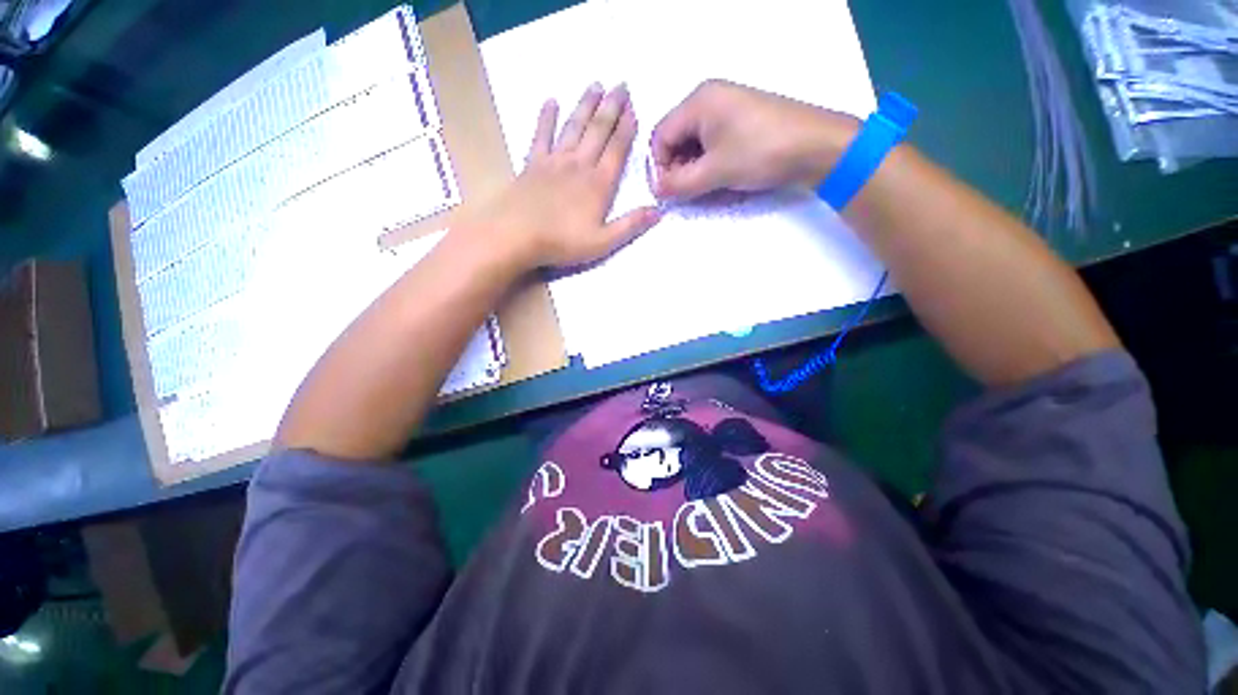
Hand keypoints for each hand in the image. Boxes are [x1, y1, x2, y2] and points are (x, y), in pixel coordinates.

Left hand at [460, 83, 660, 270]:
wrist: (516, 235)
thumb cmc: (562, 242)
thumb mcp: (603, 242)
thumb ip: (630, 225)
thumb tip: (658, 211)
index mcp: (598, 185)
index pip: (617, 151)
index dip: (627, 129)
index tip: (634, 107)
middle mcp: (579, 166)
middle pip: (598, 131)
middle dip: (611, 107)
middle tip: (621, 84)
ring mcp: (554, 162)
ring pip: (574, 127)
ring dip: (586, 105)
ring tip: (596, 85)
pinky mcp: (532, 164)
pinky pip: (541, 135)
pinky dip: (546, 118)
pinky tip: (551, 101)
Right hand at [650, 80, 860, 199]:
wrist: (816, 146)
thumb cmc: (760, 153)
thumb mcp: (714, 172)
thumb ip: (679, 184)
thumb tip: (656, 191)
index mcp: (698, 102)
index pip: (661, 137)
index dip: (659, 168)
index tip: (669, 193)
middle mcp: (709, 99)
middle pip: (676, 139)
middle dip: (678, 169)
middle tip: (689, 192)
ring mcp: (727, 108)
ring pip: (694, 144)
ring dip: (694, 169)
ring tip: (709, 186)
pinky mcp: (741, 120)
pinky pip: (712, 143)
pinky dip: (710, 163)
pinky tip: (722, 176)